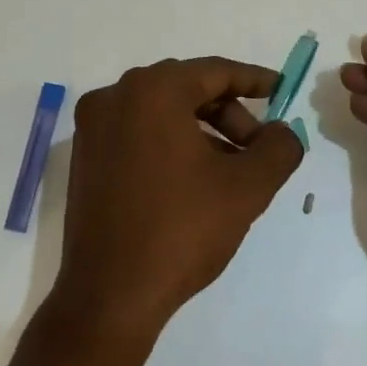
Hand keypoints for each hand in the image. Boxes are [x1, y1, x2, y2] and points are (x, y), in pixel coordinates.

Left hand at [50, 57, 304, 339]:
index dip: (254, 80)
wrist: (110, 294)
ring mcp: (93, 128)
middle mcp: (114, 97)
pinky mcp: (84, 157)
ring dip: (201, 132)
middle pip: (186, 89)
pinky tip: (192, 181)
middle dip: (229, 114)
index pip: (214, 71)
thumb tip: (282, 132)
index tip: (282, 90)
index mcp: (151, 91)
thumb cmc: (181, 231)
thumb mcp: (247, 188)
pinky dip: (169, 144)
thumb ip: (279, 148)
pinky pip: (136, 133)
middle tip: (258, 148)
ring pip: (160, 113)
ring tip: (230, 170)